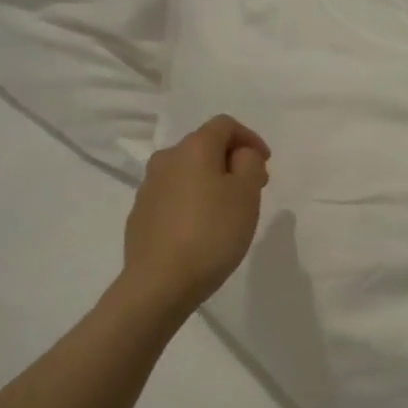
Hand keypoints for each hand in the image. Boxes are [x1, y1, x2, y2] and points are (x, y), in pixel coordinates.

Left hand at [122, 115, 270, 314]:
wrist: (160, 282)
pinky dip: (192, 201)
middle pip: (204, 147)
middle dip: (232, 161)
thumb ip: (250, 163)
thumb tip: (240, 155)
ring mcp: (148, 187)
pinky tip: (202, 228)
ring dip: (211, 181)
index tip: (266, 164)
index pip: (225, 125)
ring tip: (228, 210)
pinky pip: (173, 196)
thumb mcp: (247, 194)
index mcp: (193, 148)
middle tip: (253, 187)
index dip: (250, 138)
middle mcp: (166, 159)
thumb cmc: (212, 233)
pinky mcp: (140, 214)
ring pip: (187, 172)